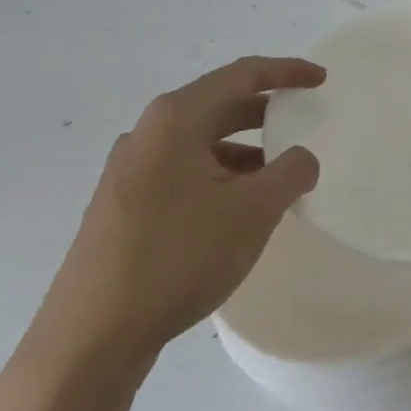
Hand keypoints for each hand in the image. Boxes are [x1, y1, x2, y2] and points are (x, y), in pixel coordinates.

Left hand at [30, 56, 325, 373]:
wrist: (90, 339)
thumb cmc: (177, 257)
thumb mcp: (253, 211)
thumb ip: (291, 172)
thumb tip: (302, 158)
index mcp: (176, 119)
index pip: (242, 75)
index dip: (286, 71)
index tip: (320, 79)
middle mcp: (147, 133)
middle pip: (218, 104)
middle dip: (264, 110)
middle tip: (302, 120)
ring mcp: (129, 170)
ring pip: (200, 141)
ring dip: (243, 148)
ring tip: (278, 174)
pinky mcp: (122, 204)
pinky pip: (182, 170)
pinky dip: (219, 174)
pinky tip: (238, 208)